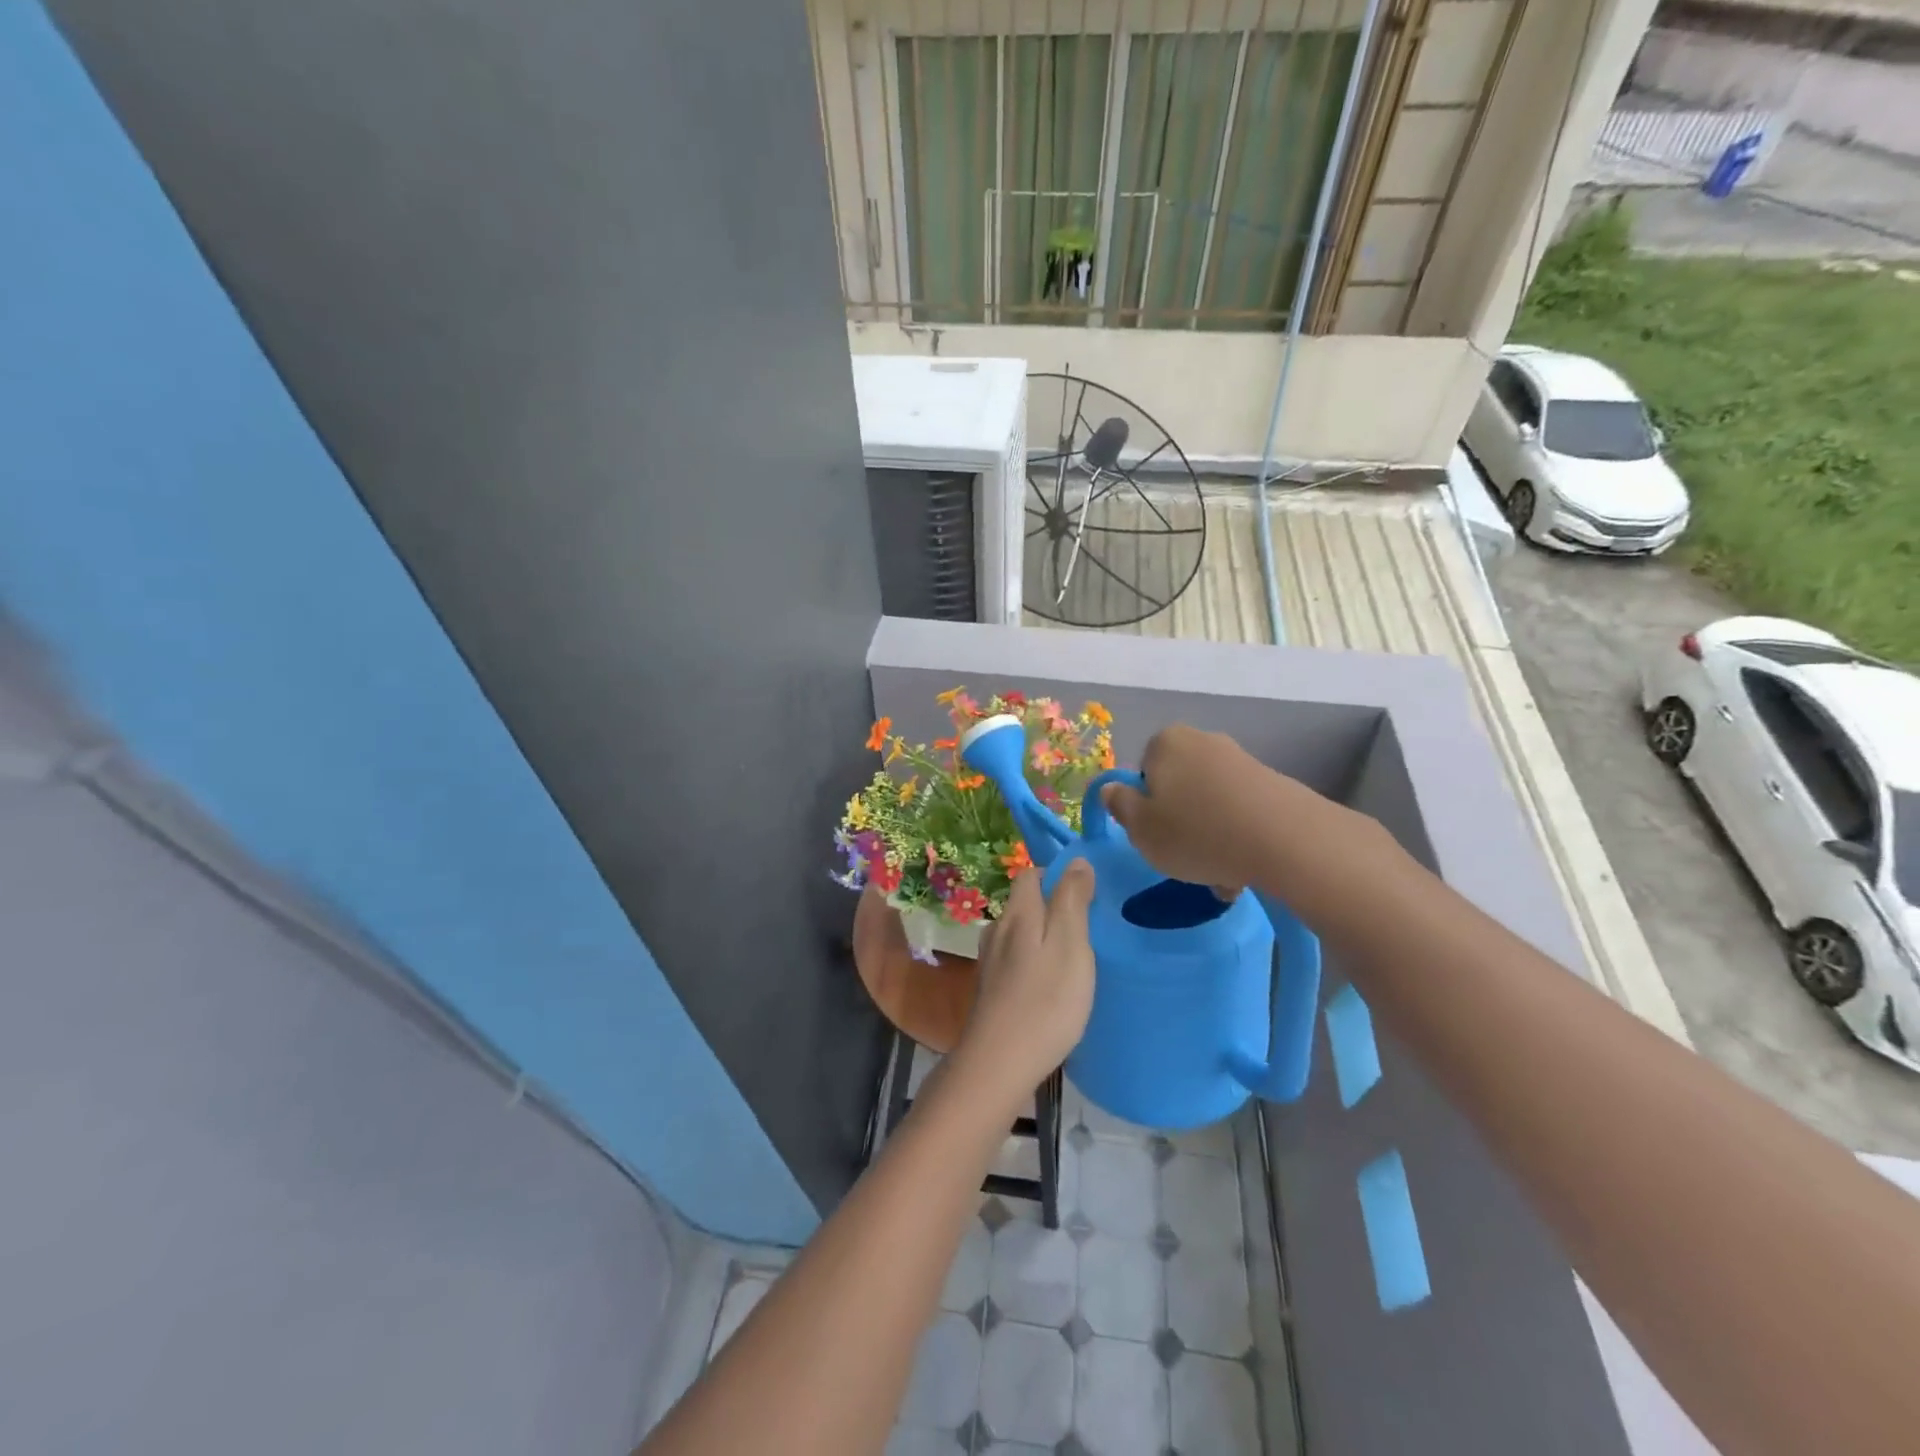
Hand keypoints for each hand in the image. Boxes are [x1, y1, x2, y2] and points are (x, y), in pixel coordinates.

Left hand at [956, 863, 1096, 1096]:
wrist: (999, 1064)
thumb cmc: (1045, 1002)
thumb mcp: (1070, 944)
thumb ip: (1072, 900)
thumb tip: (1077, 860)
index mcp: (1018, 914)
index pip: (1030, 875)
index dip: (1057, 874)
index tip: (1087, 891)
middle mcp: (998, 930)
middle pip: (1024, 903)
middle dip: (1053, 905)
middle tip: (1089, 925)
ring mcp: (990, 961)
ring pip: (1019, 932)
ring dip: (1044, 935)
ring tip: (1074, 954)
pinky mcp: (991, 989)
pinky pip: (1016, 959)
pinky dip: (1034, 960)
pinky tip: (1051, 983)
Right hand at [1099, 724, 1292, 889]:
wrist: (1286, 840)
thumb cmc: (1197, 832)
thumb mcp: (1141, 829)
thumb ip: (1120, 806)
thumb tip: (1111, 789)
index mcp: (1166, 743)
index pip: (1143, 773)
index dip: (1146, 807)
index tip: (1155, 836)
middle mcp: (1203, 741)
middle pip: (1179, 787)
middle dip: (1180, 820)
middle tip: (1184, 858)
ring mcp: (1241, 760)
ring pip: (1210, 803)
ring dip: (1209, 835)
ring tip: (1219, 875)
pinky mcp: (1273, 783)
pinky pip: (1240, 812)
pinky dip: (1237, 836)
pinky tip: (1243, 868)